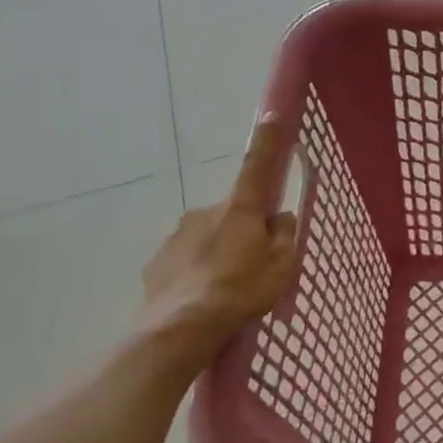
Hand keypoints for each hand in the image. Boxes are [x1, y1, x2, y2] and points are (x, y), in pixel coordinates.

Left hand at [133, 115, 300, 375]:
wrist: (180, 328)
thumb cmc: (242, 290)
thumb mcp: (283, 265)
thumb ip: (284, 235)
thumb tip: (278, 218)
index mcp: (241, 208)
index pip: (258, 165)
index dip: (269, 141)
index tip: (272, 114)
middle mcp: (206, 211)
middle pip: (234, 212)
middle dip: (243, 229)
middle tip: (254, 264)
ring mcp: (177, 235)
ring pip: (208, 236)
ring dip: (219, 252)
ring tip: (226, 289)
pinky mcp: (157, 261)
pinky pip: (186, 259)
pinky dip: (196, 271)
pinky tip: (202, 298)